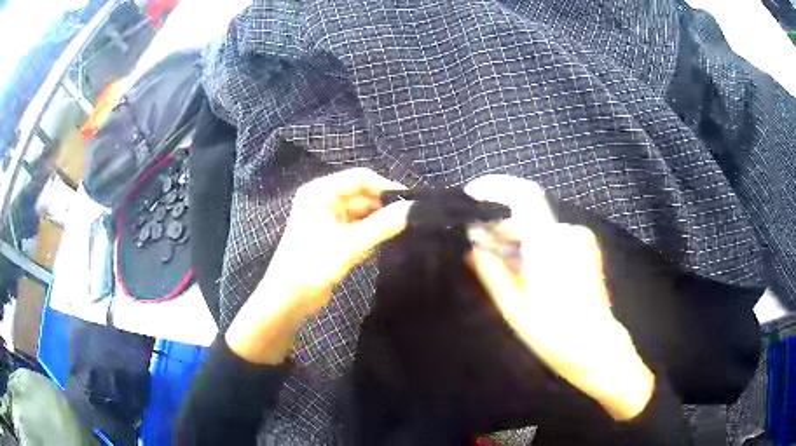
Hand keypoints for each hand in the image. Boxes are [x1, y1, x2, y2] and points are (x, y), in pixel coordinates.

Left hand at [226, 168, 411, 363]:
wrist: (289, 298)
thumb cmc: (313, 263)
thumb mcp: (350, 243)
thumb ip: (383, 225)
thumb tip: (412, 208)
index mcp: (321, 192)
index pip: (360, 178)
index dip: (385, 187)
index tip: (409, 201)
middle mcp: (325, 201)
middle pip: (362, 196)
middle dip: (384, 208)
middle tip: (411, 220)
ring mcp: (329, 220)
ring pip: (362, 215)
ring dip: (379, 224)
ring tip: (403, 233)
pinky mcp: (334, 239)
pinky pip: (358, 230)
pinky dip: (371, 237)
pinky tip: (385, 247)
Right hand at [464, 175, 654, 420]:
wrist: (596, 347)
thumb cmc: (555, 335)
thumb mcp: (515, 310)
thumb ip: (493, 274)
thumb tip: (474, 248)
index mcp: (549, 247)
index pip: (524, 196)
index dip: (496, 187)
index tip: (473, 194)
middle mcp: (567, 235)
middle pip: (526, 214)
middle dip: (501, 228)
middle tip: (482, 252)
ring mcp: (580, 240)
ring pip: (538, 227)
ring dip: (517, 240)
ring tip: (502, 269)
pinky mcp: (586, 248)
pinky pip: (552, 236)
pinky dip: (534, 245)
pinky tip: (526, 272)